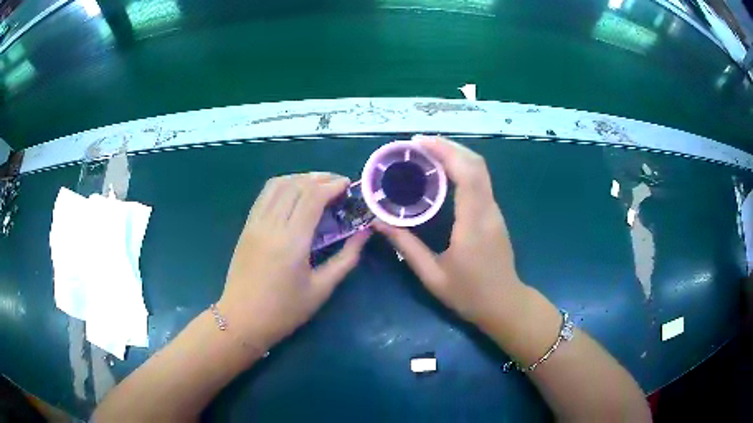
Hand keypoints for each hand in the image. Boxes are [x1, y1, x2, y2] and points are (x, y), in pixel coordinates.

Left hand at [218, 172, 369, 347]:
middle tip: (338, 183)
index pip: (312, 197)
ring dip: (300, 178)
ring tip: (318, 184)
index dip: (332, 185)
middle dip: (320, 178)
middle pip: (295, 185)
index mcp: (291, 241)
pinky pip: (265, 195)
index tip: (348, 185)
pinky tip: (294, 193)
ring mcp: (255, 223)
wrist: (242, 319)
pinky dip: (283, 185)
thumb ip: (346, 258)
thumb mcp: (321, 289)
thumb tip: (364, 233)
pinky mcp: (247, 227)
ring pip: (277, 184)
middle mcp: (271, 225)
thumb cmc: (285, 310)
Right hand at [375, 136, 523, 327]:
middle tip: (418, 144)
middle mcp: (488, 210)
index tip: (418, 143)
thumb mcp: (432, 276)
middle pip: (476, 164)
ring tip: (426, 153)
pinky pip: (480, 182)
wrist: (505, 305)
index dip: (444, 152)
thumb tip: (378, 223)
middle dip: (448, 146)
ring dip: (455, 155)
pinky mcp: (494, 215)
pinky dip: (462, 168)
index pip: (466, 174)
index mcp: (473, 223)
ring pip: (480, 171)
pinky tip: (443, 173)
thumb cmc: (469, 295)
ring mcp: (495, 211)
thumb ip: (406, 247)